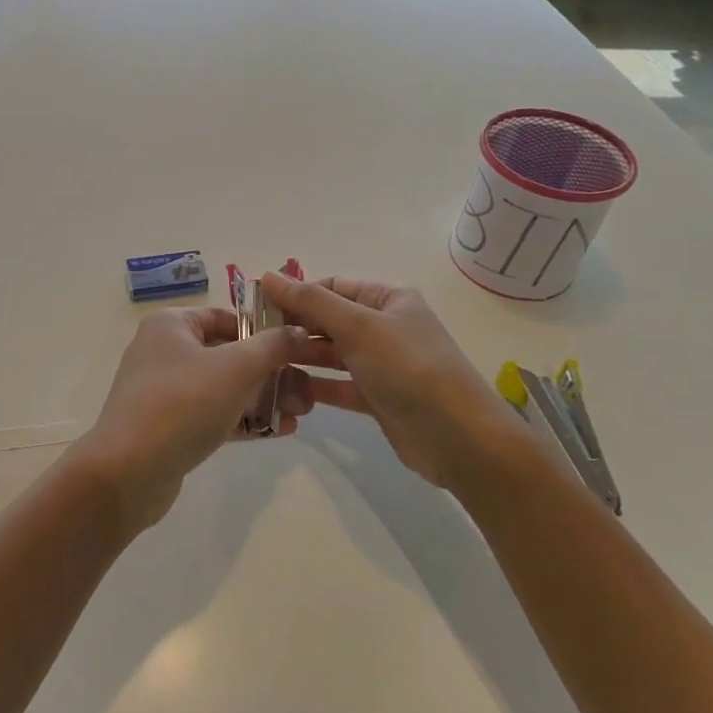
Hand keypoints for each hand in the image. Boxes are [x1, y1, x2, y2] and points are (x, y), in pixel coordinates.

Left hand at [75, 308, 310, 535]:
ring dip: (262, 397)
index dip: (264, 329)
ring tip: (301, 412)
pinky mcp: (168, 427)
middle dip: (271, 372)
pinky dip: (243, 420)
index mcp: (171, 325)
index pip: (226, 317)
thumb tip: (299, 331)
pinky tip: (279, 431)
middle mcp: (164, 351)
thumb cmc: (183, 404)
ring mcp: (163, 391)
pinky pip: (212, 415)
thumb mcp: (236, 368)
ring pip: (223, 387)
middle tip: (307, 390)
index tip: (298, 347)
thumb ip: (273, 346)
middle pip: (228, 354)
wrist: (128, 472)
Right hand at [259, 274, 529, 490]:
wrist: (457, 437)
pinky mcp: (378, 398)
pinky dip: (316, 385)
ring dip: (302, 356)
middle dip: (295, 327)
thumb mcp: (358, 326)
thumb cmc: (408, 368)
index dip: (296, 295)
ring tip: (264, 363)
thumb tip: (267, 275)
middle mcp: (386, 327)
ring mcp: (383, 364)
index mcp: (388, 299)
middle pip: (330, 320)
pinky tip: (287, 389)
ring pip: (332, 354)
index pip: (332, 288)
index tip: (257, 308)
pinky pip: (339, 385)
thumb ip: (310, 302)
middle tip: (255, 340)